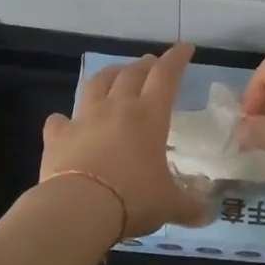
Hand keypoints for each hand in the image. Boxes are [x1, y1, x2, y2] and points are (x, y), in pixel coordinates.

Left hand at [41, 43, 213, 236]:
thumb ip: (189, 207)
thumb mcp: (168, 205)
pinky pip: (59, 121)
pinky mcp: (58, 136)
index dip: (177, 58)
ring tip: (114, 75)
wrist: (79, 208)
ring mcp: (84, 119)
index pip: (166, 75)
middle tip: (151, 63)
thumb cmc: (133, 199)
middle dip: (145, 65)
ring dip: (108, 75)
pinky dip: (64, 119)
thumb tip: (207, 216)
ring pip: (96, 84)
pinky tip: (64, 122)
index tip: (185, 48)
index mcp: (149, 116)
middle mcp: (117, 108)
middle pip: (131, 73)